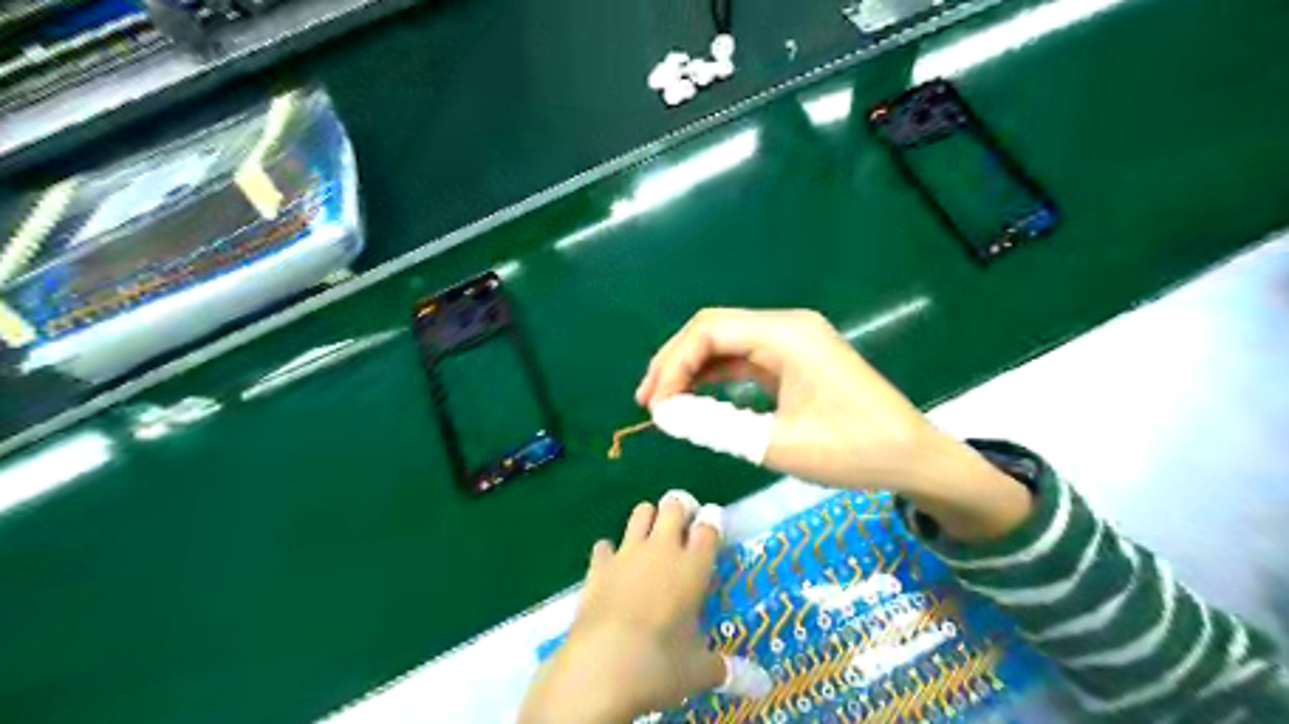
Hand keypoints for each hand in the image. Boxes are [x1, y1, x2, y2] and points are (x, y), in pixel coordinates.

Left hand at [518, 491, 768, 721]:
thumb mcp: (700, 670)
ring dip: (647, 519)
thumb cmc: (661, 664)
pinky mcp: (598, 565)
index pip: (709, 526)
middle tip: (682, 525)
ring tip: (651, 539)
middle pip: (674, 505)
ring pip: (640, 512)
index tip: (712, 524)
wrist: (602, 665)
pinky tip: (613, 569)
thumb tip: (760, 682)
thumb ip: (727, 668)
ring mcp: (628, 553)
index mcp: (693, 566)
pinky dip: (610, 553)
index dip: (712, 521)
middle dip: (680, 508)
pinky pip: (605, 545)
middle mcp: (662, 549)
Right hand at [640, 309, 1033, 539]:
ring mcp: (793, 341)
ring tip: (665, 402)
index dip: (672, 365)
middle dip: (675, 362)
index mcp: (786, 334)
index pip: (709, 331)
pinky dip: (718, 378)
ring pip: (727, 344)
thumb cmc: (852, 451)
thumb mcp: (776, 443)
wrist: (913, 457)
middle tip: (649, 400)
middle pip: (714, 331)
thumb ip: (714, 426)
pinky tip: (698, 398)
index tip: (654, 405)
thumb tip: (665, 415)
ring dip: (694, 370)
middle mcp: (787, 326)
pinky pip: (746, 359)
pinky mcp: (796, 359)